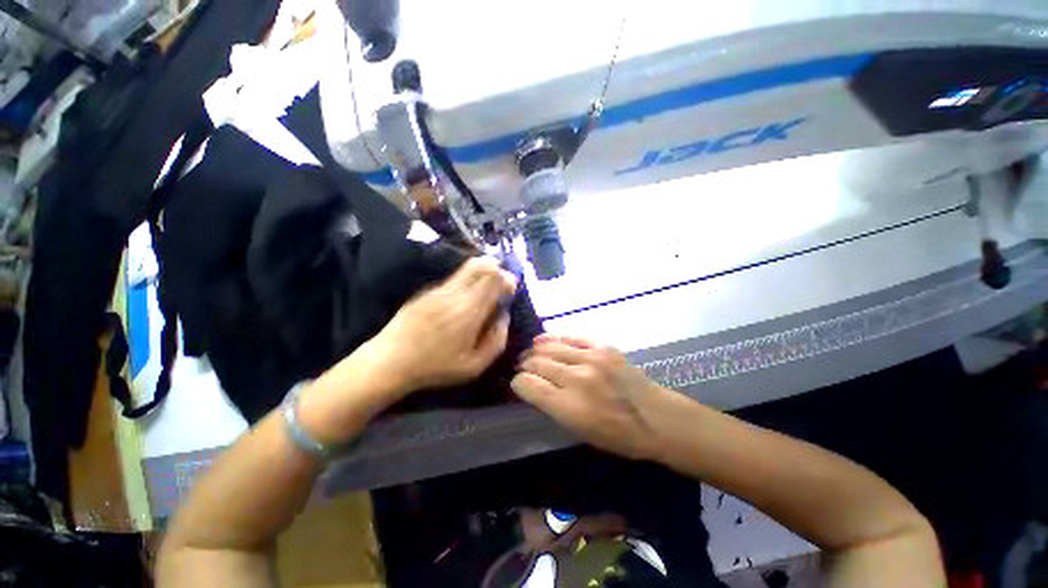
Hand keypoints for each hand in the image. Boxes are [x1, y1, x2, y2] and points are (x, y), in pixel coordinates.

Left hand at [367, 257, 517, 394]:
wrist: (390, 361)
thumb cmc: (436, 367)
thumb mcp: (474, 366)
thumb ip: (497, 340)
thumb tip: (504, 316)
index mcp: (470, 311)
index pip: (494, 279)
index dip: (507, 279)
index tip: (510, 289)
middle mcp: (455, 293)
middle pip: (481, 266)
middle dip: (496, 269)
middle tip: (500, 282)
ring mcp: (439, 289)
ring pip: (467, 268)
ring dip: (482, 271)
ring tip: (484, 287)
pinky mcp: (427, 291)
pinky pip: (453, 278)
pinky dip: (466, 280)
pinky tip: (462, 298)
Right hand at [512, 335, 667, 459]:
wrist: (657, 418)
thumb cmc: (619, 436)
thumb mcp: (580, 432)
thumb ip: (553, 407)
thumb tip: (533, 387)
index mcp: (569, 407)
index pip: (529, 386)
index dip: (518, 383)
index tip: (518, 384)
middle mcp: (577, 379)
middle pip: (537, 363)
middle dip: (524, 365)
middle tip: (522, 367)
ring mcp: (591, 359)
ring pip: (550, 347)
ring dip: (535, 350)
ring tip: (529, 353)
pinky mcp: (603, 347)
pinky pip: (571, 336)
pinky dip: (554, 337)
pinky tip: (543, 339)